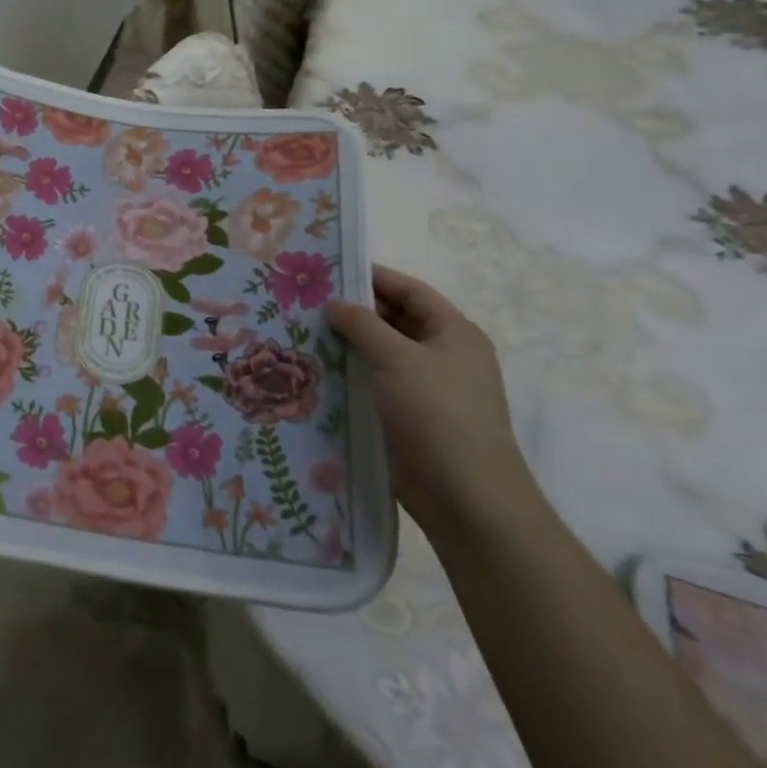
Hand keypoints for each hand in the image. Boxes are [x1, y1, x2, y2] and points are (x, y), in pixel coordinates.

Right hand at [327, 265, 534, 533]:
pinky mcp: (408, 419)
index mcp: (453, 333)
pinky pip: (374, 385)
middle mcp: (443, 356)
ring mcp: (426, 390)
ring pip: (381, 355)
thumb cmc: (437, 414)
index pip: (410, 291)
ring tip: (301, 332)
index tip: (330, 269)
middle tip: (306, 301)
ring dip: (347, 344)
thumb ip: (363, 324)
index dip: (373, 277)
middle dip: (354, 311)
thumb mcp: (397, 358)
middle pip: (395, 321)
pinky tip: (314, 371)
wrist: (465, 498)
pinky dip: (349, 375)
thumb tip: (336, 303)